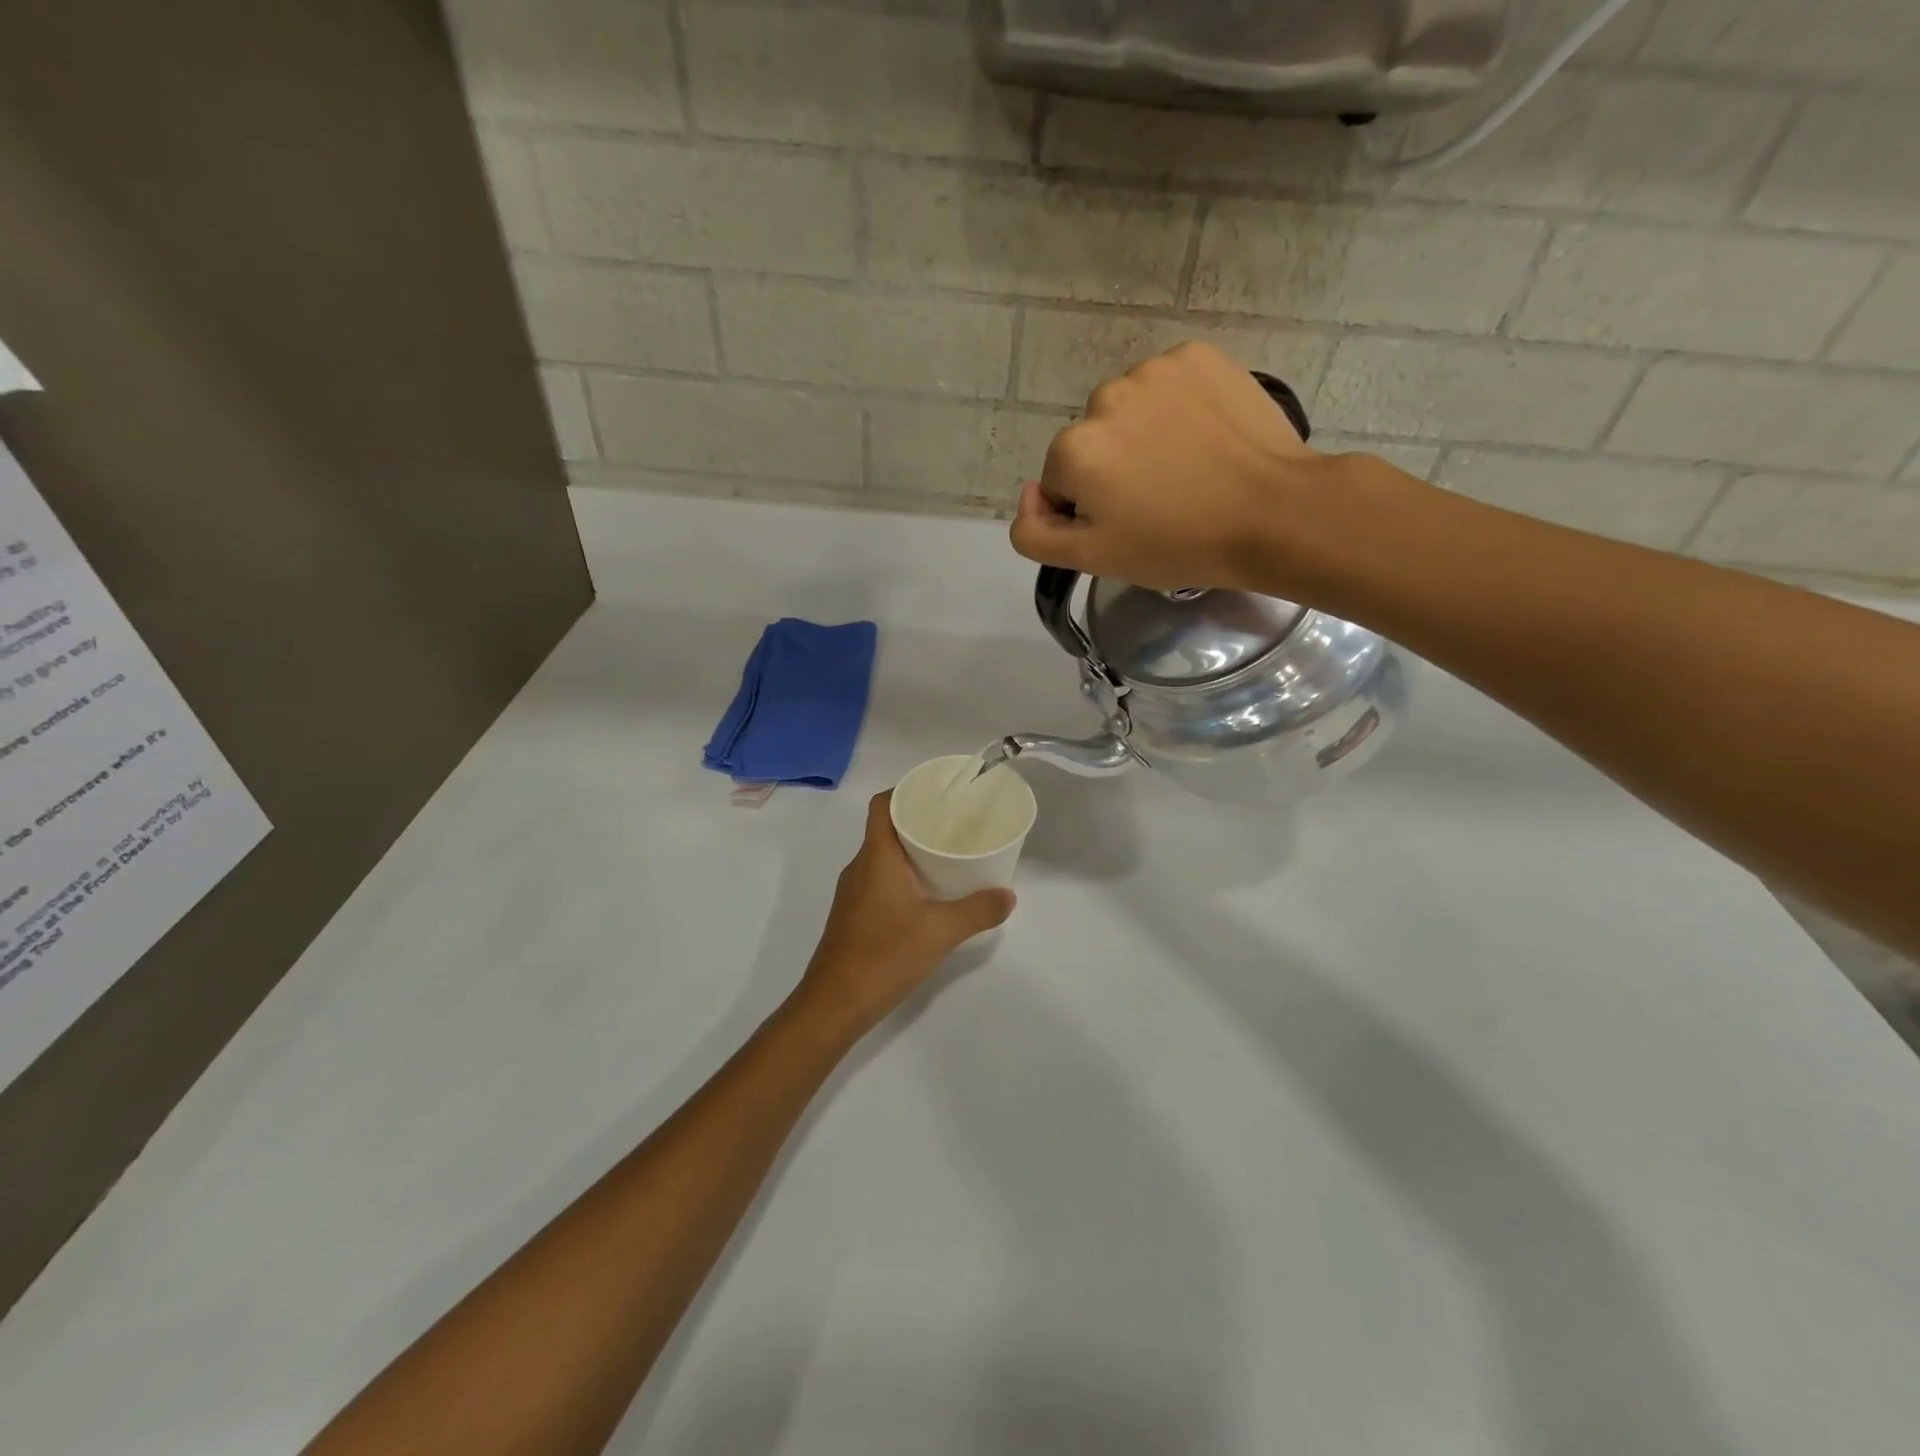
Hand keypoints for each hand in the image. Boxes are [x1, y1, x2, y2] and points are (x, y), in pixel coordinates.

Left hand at [796, 792, 1014, 1034]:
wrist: (834, 1004)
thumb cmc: (884, 955)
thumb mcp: (941, 931)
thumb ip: (978, 910)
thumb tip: (1008, 895)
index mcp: (876, 857)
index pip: (882, 805)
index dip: (906, 790)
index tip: (938, 793)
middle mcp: (860, 867)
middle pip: (886, 828)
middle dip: (919, 821)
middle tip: (955, 823)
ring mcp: (853, 893)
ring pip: (883, 856)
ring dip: (911, 851)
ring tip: (948, 854)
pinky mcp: (854, 915)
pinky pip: (880, 880)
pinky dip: (903, 876)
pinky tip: (928, 894)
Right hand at [1009, 341, 1332, 591]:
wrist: (1273, 513)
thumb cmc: (1178, 544)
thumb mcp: (1092, 559)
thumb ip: (1033, 532)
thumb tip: (1031, 493)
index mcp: (1074, 449)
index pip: (1062, 483)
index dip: (1091, 509)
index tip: (1130, 524)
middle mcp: (1103, 397)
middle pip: (1092, 441)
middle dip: (1114, 468)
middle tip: (1160, 500)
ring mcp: (1154, 370)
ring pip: (1129, 411)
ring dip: (1144, 435)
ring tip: (1186, 468)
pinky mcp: (1198, 356)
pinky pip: (1167, 386)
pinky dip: (1177, 408)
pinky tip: (1204, 437)